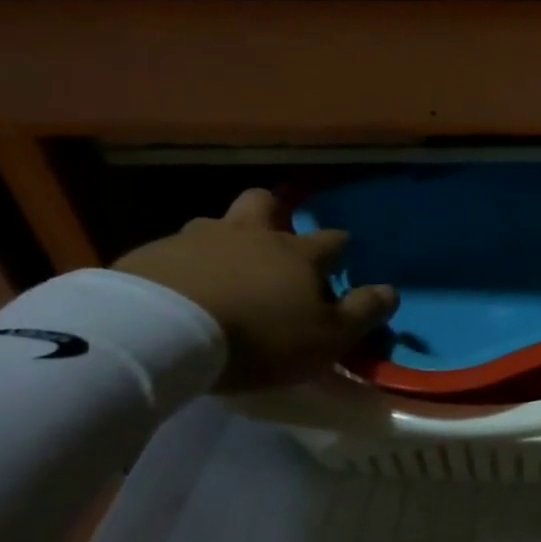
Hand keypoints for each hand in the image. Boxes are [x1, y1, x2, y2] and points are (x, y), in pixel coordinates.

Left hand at [114, 188, 396, 391]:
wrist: (159, 333)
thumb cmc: (260, 336)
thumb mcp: (329, 337)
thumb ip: (363, 312)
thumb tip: (392, 291)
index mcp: (299, 254)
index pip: (332, 240)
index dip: (340, 249)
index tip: (340, 261)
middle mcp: (251, 235)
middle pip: (266, 204)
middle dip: (275, 215)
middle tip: (273, 242)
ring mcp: (196, 239)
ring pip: (215, 224)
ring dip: (223, 239)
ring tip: (221, 270)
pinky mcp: (148, 255)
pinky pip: (172, 252)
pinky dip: (182, 265)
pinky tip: (177, 290)